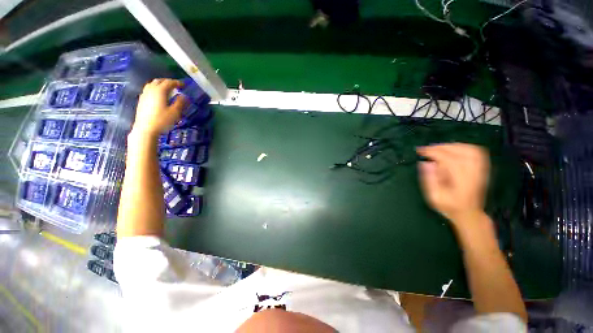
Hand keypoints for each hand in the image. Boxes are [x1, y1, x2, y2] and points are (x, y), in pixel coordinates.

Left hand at [132, 79, 186, 135]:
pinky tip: (158, 95)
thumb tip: (184, 96)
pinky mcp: (141, 100)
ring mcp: (144, 94)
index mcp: (160, 91)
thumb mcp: (175, 112)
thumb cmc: (162, 120)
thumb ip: (180, 103)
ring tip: (167, 89)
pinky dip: (155, 89)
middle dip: (168, 82)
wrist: (145, 129)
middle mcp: (151, 90)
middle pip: (159, 81)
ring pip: (152, 84)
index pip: (169, 82)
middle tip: (176, 86)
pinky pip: (148, 89)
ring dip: (160, 84)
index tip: (184, 85)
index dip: (177, 82)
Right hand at [416, 143, 489, 227]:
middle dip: (441, 147)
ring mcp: (481, 170)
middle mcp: (474, 173)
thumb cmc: (449, 206)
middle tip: (427, 149)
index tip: (420, 151)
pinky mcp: (482, 168)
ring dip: (452, 146)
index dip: (433, 153)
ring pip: (469, 149)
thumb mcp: (434, 196)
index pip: (449, 160)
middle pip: (460, 152)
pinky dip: (463, 147)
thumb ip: (429, 179)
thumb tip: (424, 163)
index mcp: (461, 181)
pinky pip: (476, 152)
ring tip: (438, 148)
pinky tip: (453, 149)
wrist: (469, 213)